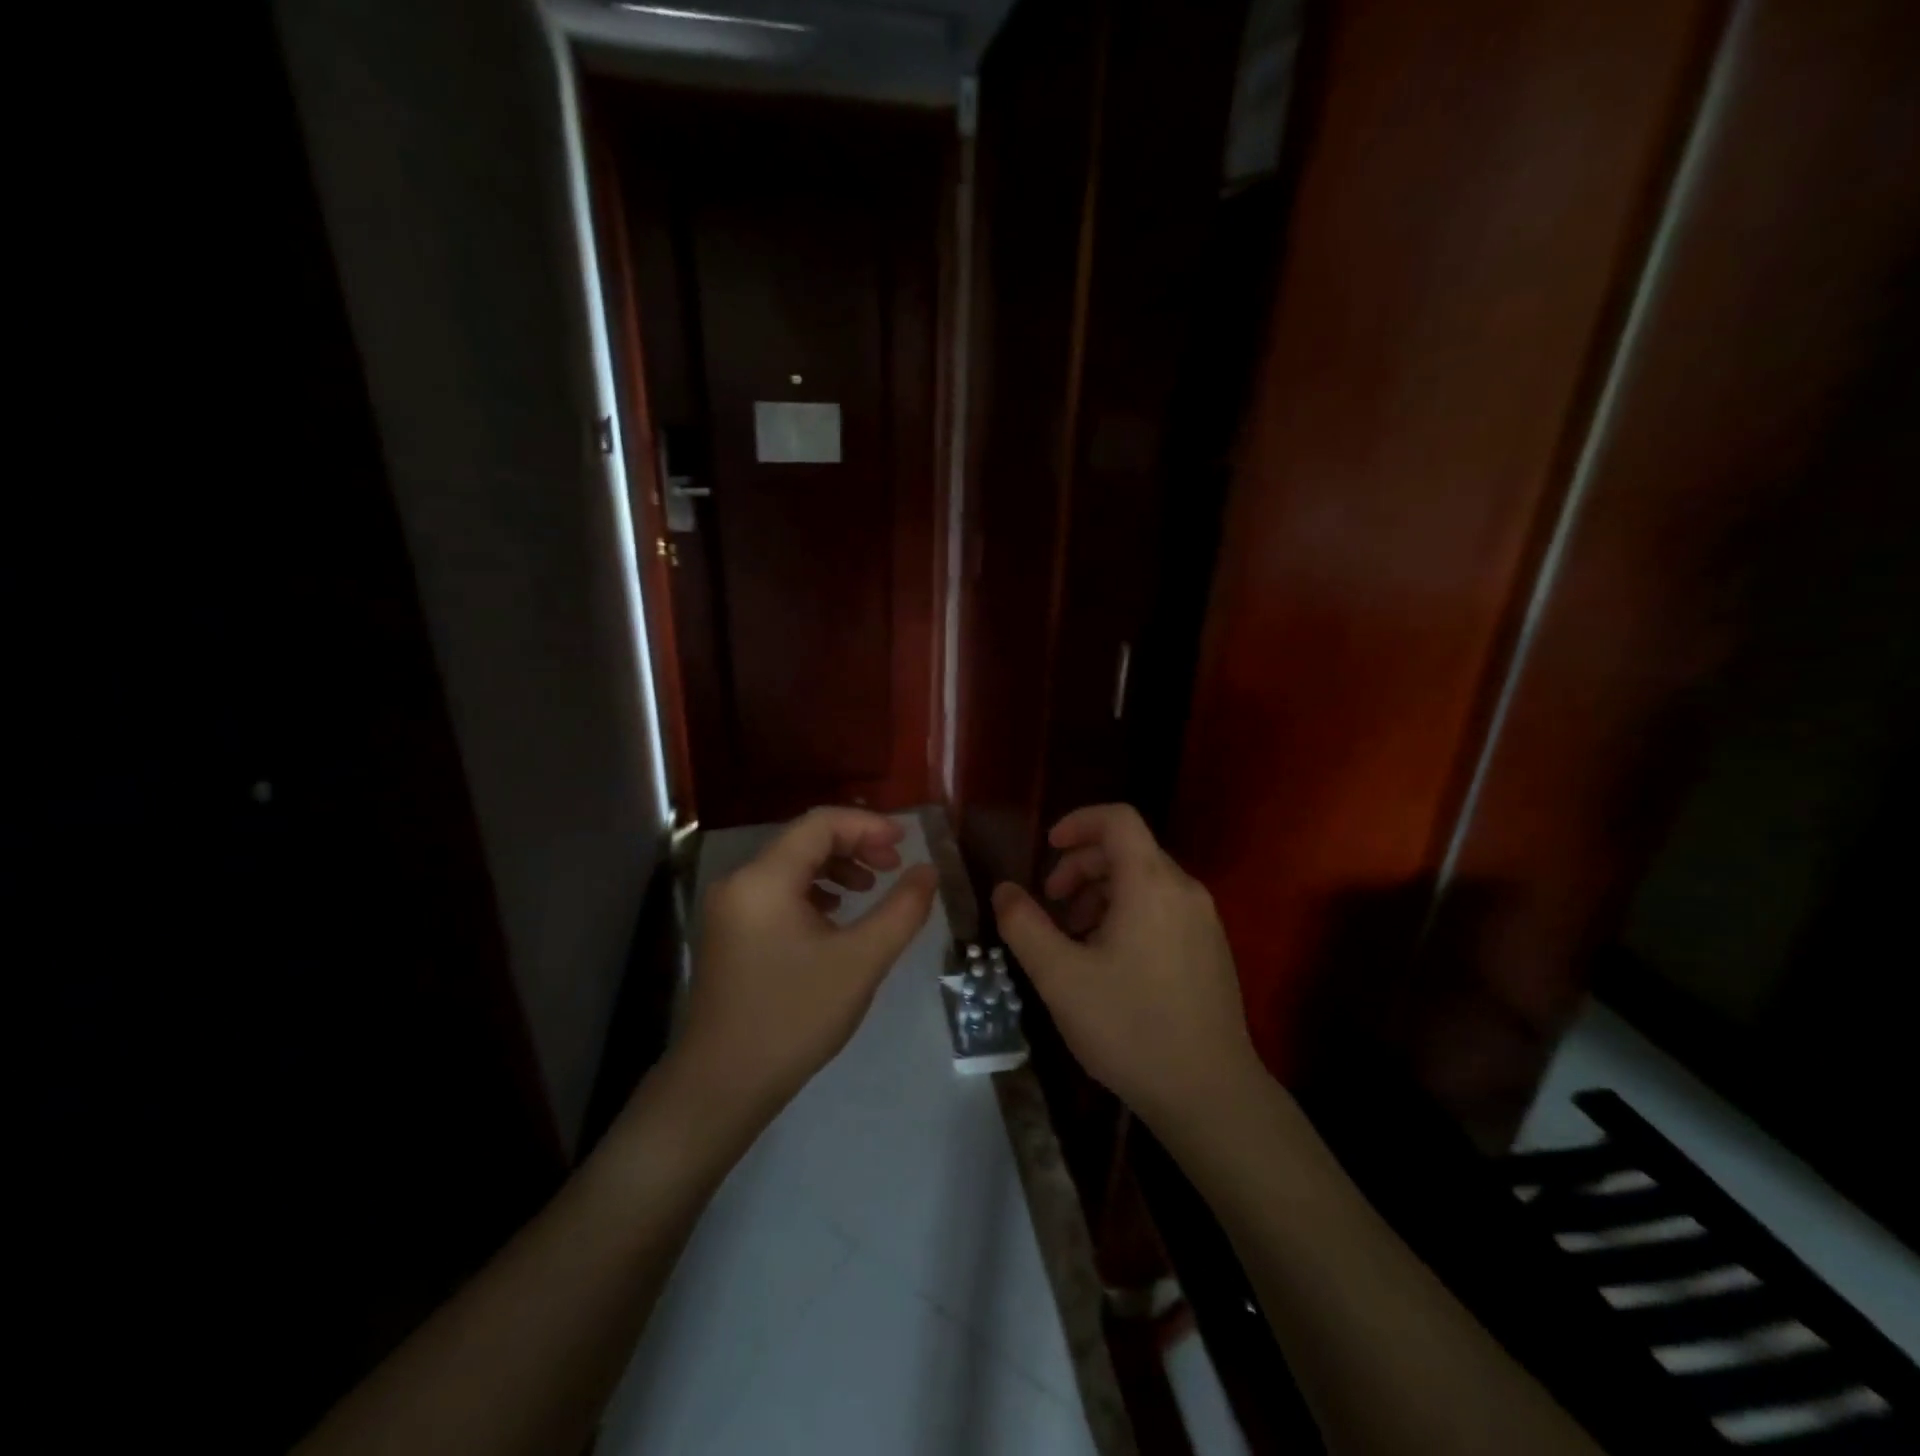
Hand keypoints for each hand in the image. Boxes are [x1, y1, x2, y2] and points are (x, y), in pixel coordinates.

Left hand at [675, 807, 937, 1128]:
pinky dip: (813, 890)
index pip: (820, 824)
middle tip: (894, 866)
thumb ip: (902, 910)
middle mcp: (739, 881)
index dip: (867, 825)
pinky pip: (777, 891)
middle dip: (854, 845)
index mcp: (764, 879)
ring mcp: (729, 907)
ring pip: (790, 865)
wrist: (723, 1085)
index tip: (905, 843)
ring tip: (870, 888)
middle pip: (804, 840)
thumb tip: (928, 871)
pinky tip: (836, 914)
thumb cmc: (795, 1018)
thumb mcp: (861, 961)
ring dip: (835, 867)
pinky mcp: (729, 931)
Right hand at [992, 804, 1258, 1130]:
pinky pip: (1163, 908)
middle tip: (1051, 905)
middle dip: (1081, 866)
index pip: (1117, 819)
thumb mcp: (1060, 977)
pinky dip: (1128, 913)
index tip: (1047, 848)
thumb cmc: (1130, 1027)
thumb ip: (1024, 925)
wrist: (1210, 1094)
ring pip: (1145, 881)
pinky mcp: (1211, 949)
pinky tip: (1108, 961)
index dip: (1078, 822)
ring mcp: (1204, 920)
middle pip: (1128, 850)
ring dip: (1101, 893)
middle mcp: (1184, 889)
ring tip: (1074, 938)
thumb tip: (1004, 890)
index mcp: (1151, 883)